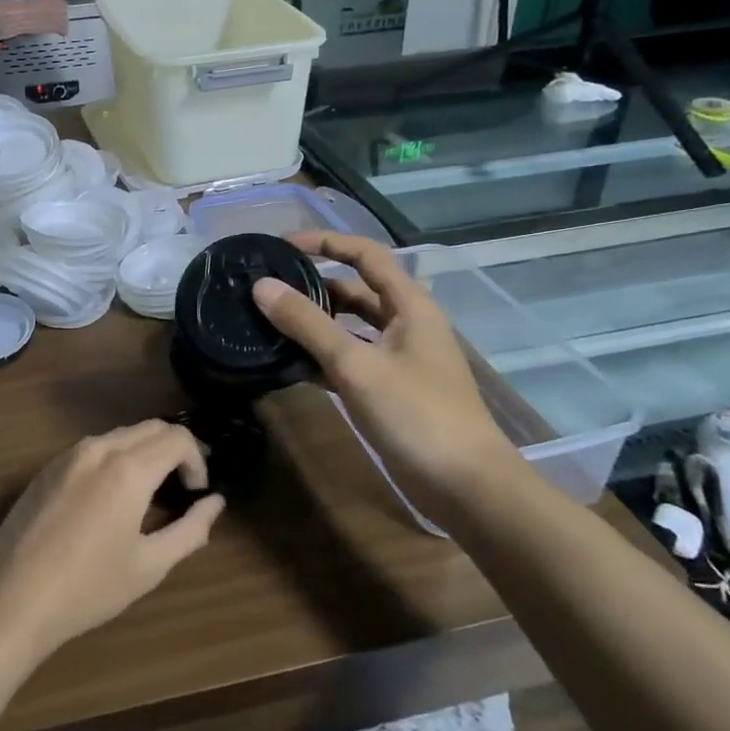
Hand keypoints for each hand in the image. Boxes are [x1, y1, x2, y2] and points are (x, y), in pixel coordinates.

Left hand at [0, 421, 224, 659]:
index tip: (197, 493)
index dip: (198, 461)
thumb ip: (191, 529)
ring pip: (122, 434)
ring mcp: (69, 454)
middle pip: (151, 427)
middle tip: (180, 489)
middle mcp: (99, 448)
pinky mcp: (48, 466)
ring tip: (148, 495)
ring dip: (145, 453)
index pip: (178, 438)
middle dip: (174, 450)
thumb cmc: (88, 588)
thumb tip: (215, 503)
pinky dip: (115, 458)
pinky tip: (109, 498)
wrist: (12, 598)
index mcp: (128, 469)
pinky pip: (94, 447)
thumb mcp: (150, 566)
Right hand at [253, 232, 515, 489]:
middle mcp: (407, 324)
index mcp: (409, 305)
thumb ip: (308, 324)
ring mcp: (400, 359)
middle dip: (314, 285)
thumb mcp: (356, 365)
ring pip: (351, 328)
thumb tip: (262, 286)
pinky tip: (290, 365)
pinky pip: (351, 360)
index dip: (326, 242)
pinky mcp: (392, 391)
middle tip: (268, 288)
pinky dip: (323, 357)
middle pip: (356, 290)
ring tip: (269, 323)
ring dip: (315, 323)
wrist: (467, 488)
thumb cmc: (416, 415)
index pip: (365, 254)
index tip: (281, 246)